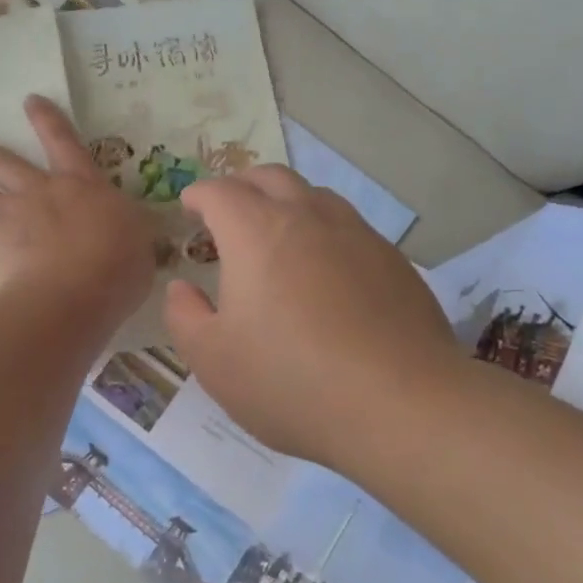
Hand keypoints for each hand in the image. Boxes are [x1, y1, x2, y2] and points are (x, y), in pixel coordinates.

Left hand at [0, 96, 159, 321]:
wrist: (74, 293)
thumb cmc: (117, 261)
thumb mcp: (138, 237)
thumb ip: (127, 229)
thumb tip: (128, 230)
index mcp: (78, 185)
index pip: (63, 142)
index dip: (48, 121)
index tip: (29, 101)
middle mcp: (37, 195)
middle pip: (5, 164)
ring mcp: (8, 223)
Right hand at [164, 166, 465, 468]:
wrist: (400, 404)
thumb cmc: (291, 381)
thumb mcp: (214, 360)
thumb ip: (185, 316)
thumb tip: (182, 288)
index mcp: (256, 232)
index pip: (220, 192)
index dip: (199, 194)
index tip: (189, 207)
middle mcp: (307, 217)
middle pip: (270, 177)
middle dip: (242, 185)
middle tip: (229, 210)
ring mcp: (357, 234)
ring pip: (315, 195)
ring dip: (287, 202)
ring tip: (277, 232)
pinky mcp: (393, 260)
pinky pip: (350, 226)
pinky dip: (325, 231)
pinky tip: (327, 268)